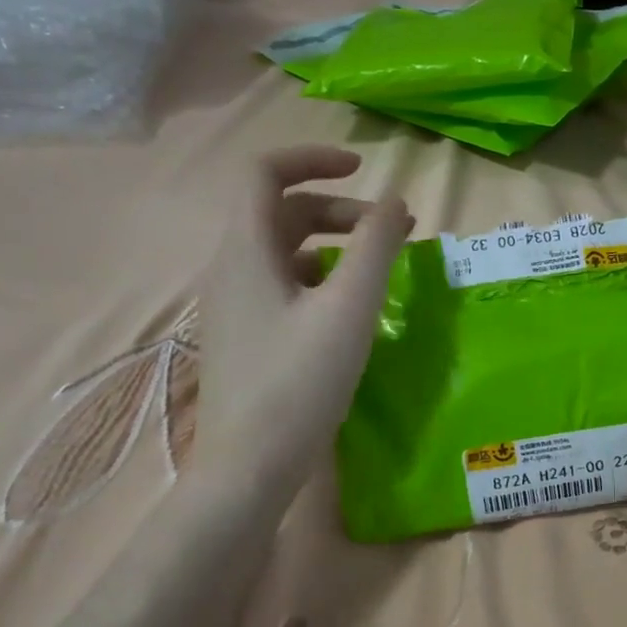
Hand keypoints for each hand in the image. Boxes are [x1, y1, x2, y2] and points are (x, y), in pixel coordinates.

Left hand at [193, 145, 410, 501]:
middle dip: (337, 208)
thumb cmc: (299, 384)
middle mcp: (231, 268)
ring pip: (283, 249)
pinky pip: (282, 284)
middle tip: (390, 229)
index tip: (362, 169)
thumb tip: (394, 201)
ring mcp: (234, 304)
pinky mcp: (245, 336)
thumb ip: (375, 248)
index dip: (312, 158)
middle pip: (280, 211)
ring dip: (331, 243)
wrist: (248, 468)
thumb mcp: (348, 310)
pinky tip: (348, 306)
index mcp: (245, 249)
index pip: (264, 172)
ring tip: (377, 266)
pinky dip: (319, 276)